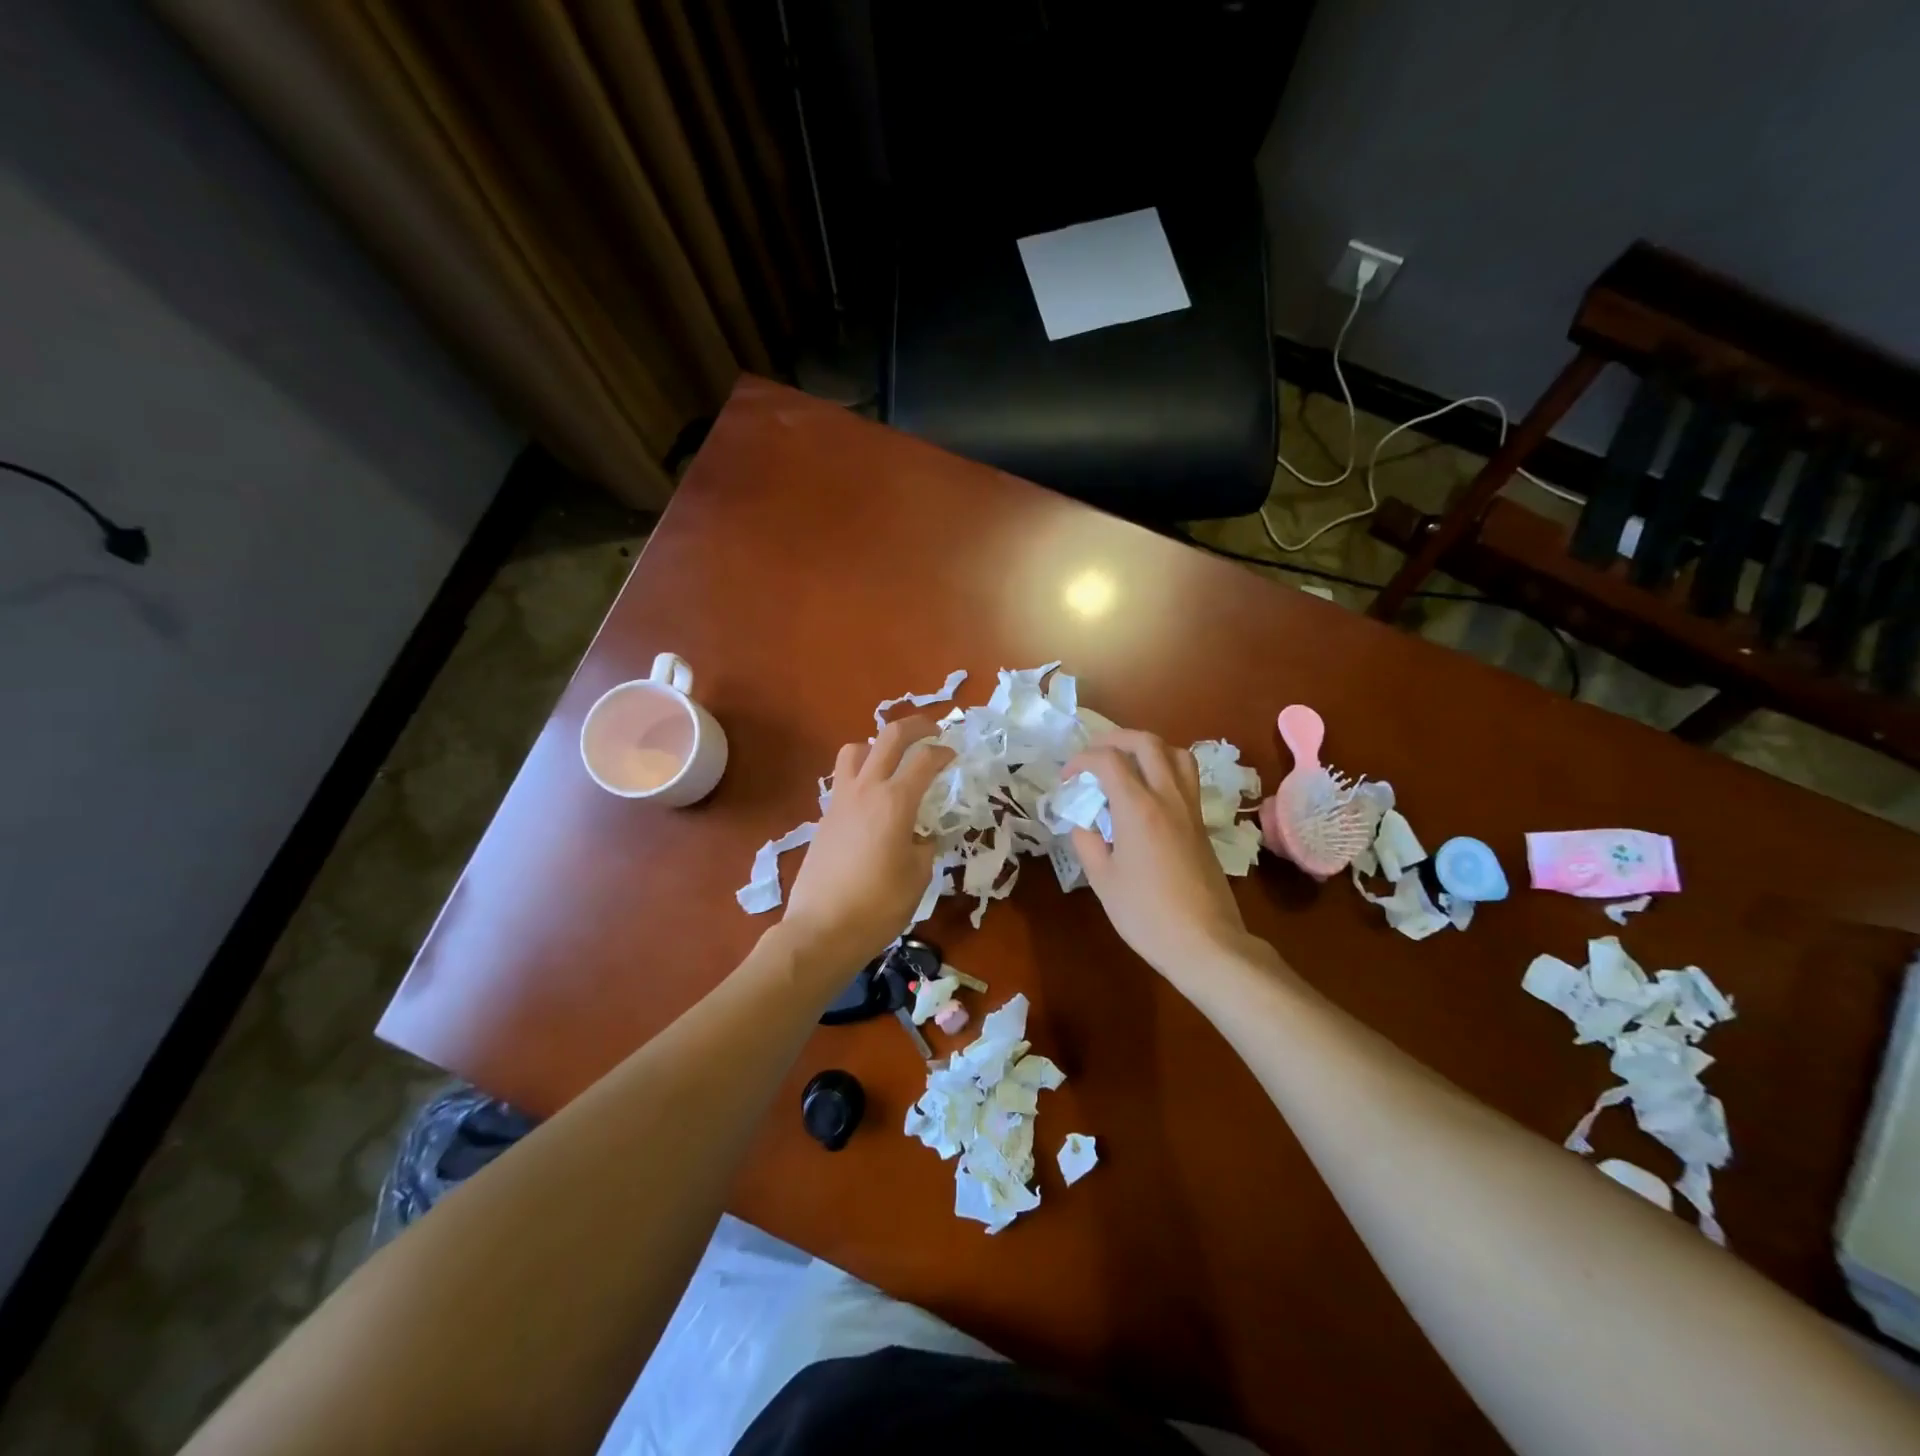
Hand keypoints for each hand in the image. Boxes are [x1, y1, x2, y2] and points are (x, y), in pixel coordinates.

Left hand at [782, 715, 953, 973]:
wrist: (822, 929)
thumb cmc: (878, 905)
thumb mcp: (918, 876)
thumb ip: (925, 846)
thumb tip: (922, 836)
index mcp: (895, 801)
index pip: (924, 759)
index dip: (943, 752)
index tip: (954, 756)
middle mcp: (866, 789)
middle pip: (889, 737)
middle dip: (915, 726)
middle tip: (932, 731)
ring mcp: (840, 800)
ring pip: (855, 749)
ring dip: (877, 745)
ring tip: (893, 761)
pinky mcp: (824, 816)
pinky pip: (843, 778)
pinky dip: (861, 774)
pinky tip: (873, 800)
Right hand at [1064, 730, 1255, 984]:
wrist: (1205, 943)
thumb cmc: (1146, 914)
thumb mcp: (1102, 880)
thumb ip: (1087, 842)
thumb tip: (1082, 823)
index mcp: (1138, 808)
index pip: (1108, 760)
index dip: (1081, 760)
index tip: (1067, 778)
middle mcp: (1168, 798)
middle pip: (1147, 743)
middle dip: (1115, 739)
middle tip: (1093, 755)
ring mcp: (1190, 809)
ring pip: (1176, 753)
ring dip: (1147, 748)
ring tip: (1125, 764)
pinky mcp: (1202, 824)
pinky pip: (1186, 778)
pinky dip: (1163, 769)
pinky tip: (1146, 794)